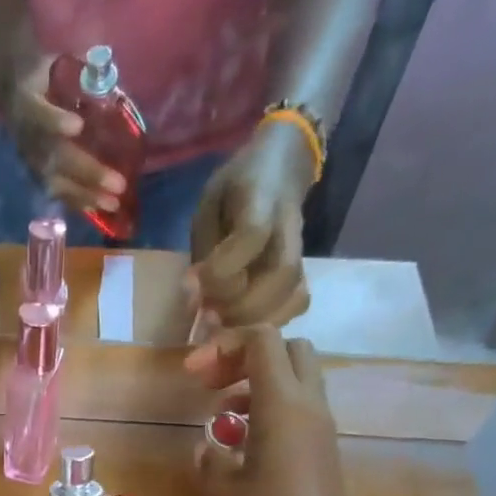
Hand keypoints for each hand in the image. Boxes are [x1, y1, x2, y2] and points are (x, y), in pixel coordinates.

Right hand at [1, 57, 125, 215]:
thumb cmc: (43, 77)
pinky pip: (58, 193)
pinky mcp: (37, 176)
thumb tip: (108, 76)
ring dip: (87, 195)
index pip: (41, 115)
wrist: (12, 93)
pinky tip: (99, 208)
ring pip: (59, 183)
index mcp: (29, 103)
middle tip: (118, 184)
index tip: (77, 126)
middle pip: (58, 159)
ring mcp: (32, 161)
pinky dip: (78, 202)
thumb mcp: (55, 65)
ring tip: (113, 204)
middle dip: (89, 172)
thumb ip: (80, 72)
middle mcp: (29, 138)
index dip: (57, 121)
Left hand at [188, 121, 314, 328]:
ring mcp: (300, 252)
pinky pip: (296, 304)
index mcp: (261, 199)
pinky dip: (269, 323)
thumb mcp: (209, 208)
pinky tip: (243, 327)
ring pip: (293, 296)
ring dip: (254, 321)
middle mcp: (289, 228)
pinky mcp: (302, 271)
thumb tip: (193, 298)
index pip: (252, 234)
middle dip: (239, 306)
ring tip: (222, 327)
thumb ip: (203, 250)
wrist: (280, 168)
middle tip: (208, 317)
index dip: (222, 269)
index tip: (194, 281)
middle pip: (282, 274)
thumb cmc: (235, 189)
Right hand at [189, 328, 380, 495]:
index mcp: (283, 406)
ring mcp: (321, 430)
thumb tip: (210, 445)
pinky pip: (299, 412)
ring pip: (295, 381)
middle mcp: (309, 407)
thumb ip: (210, 458)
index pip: (262, 341)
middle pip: (288, 351)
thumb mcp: (221, 492)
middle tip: (212, 387)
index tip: (192, 375)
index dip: (223, 346)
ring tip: (222, 420)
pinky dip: (270, 412)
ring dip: (257, 387)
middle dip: (246, 358)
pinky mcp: (323, 453)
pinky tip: (243, 447)